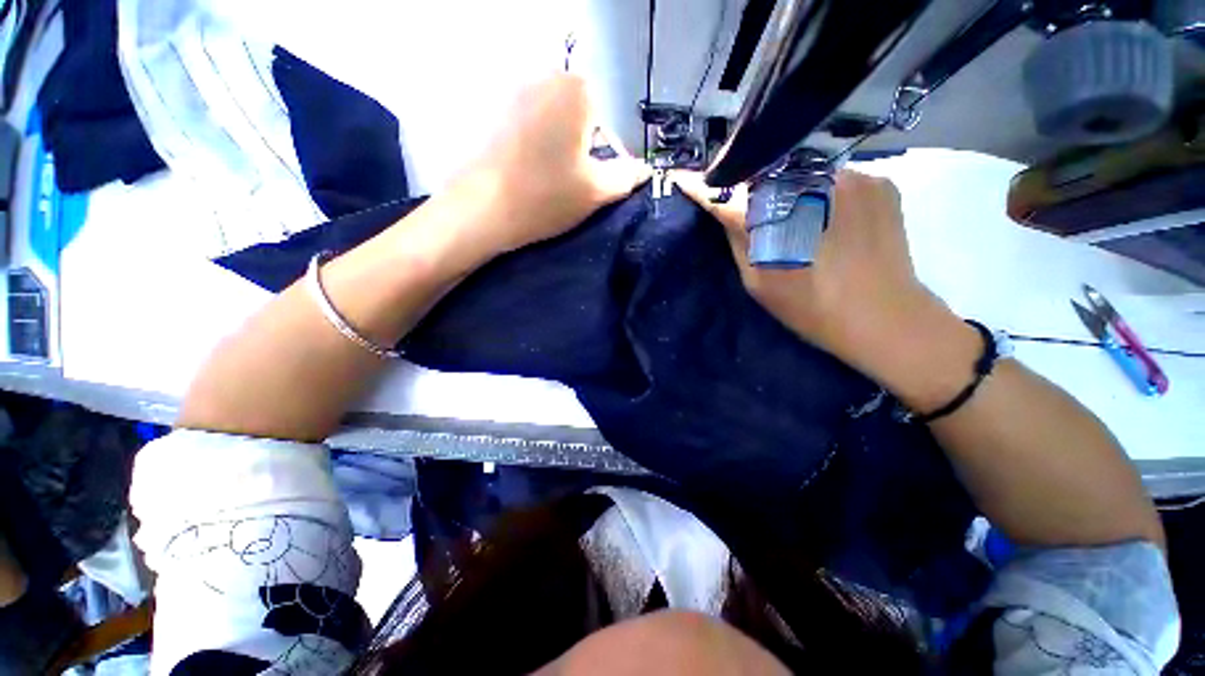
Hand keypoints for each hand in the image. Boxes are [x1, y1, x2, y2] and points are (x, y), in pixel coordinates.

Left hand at [452, 73, 650, 254]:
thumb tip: (644, 169)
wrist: (480, 209)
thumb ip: (627, 176)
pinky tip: (523, 173)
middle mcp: (543, 76)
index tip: (589, 184)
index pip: (606, 125)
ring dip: (555, 151)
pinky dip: (531, 148)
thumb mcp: (597, 190)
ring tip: (544, 182)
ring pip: (551, 124)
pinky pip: (526, 127)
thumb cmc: (545, 197)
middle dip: (578, 151)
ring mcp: (511, 90)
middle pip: (577, 120)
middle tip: (567, 185)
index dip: (602, 158)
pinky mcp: (489, 109)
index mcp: (575, 88)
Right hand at [673, 170, 951, 373]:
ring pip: (804, 172)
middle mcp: (812, 183)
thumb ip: (738, 241)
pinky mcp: (880, 181)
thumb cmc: (811, 309)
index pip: (727, 194)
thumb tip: (724, 209)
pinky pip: (838, 178)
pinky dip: (825, 193)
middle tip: (749, 207)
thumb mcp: (759, 283)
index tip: (681, 178)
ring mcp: (853, 176)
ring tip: (795, 217)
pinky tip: (831, 219)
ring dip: (791, 189)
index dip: (701, 187)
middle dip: (750, 187)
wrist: (886, 319)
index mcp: (775, 218)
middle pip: (767, 174)